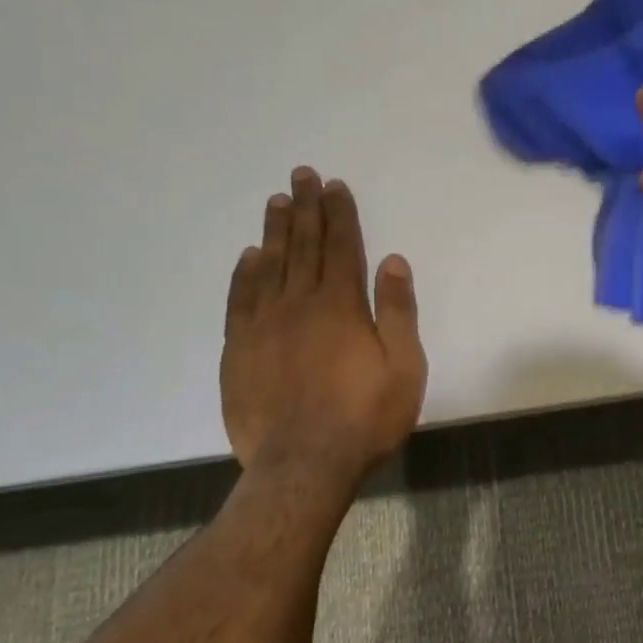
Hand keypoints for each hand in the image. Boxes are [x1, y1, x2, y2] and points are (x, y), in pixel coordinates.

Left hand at [221, 167, 426, 479]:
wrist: (302, 466)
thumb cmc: (365, 418)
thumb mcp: (404, 367)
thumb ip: (397, 312)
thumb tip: (392, 261)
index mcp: (341, 306)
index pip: (340, 247)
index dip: (340, 214)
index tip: (335, 185)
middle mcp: (298, 304)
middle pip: (302, 246)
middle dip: (305, 208)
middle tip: (302, 175)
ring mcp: (262, 326)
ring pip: (268, 265)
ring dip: (275, 231)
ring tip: (276, 202)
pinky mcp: (238, 350)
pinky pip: (239, 300)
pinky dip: (244, 273)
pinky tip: (249, 256)